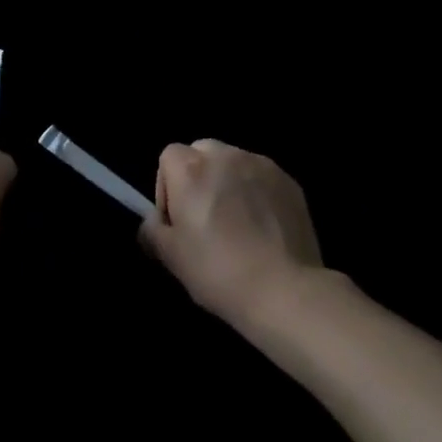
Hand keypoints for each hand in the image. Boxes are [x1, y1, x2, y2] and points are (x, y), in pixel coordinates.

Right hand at [140, 139, 322, 327]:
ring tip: (238, 224)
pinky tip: (264, 227)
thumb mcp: (171, 258)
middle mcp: (224, 155)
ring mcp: (260, 164)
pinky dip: (257, 192)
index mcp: (190, 168)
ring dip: (229, 182)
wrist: (283, 289)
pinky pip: (262, 177)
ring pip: (234, 163)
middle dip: (199, 178)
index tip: (177, 220)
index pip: (168, 156)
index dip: (167, 187)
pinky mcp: (288, 180)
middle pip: (202, 152)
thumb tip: (152, 222)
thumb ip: (152, 231)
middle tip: (205, 218)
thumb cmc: (218, 271)